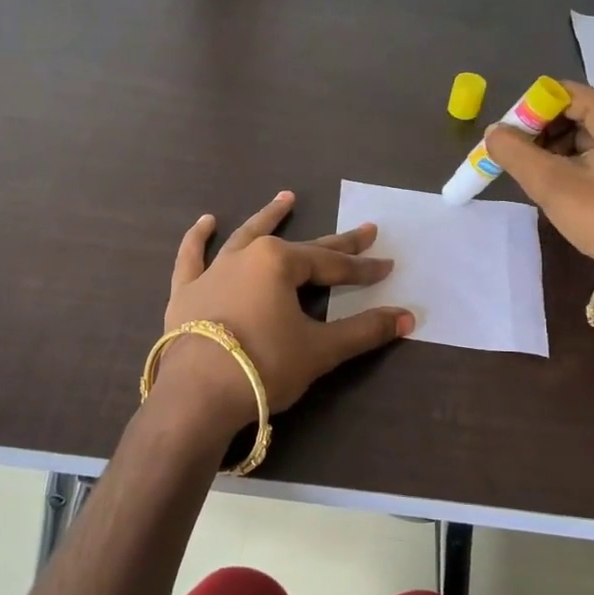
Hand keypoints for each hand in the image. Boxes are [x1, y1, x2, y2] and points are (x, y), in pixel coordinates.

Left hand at [153, 191, 413, 435]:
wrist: (197, 396)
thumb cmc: (264, 366)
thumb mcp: (320, 350)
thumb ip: (364, 331)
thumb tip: (408, 317)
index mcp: (279, 262)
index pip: (332, 265)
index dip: (362, 268)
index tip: (387, 266)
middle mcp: (246, 256)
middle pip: (299, 248)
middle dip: (335, 244)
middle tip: (364, 232)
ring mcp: (212, 272)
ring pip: (244, 237)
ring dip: (268, 217)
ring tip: (286, 198)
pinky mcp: (186, 293)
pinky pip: (191, 258)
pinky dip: (198, 239)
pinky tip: (206, 222)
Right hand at [485, 83, 593, 268]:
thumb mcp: (551, 183)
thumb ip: (515, 152)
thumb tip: (493, 132)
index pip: (562, 93)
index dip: (529, 111)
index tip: (508, 139)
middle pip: (573, 111)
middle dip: (539, 132)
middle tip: (516, 159)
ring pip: (583, 134)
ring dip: (553, 150)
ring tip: (534, 176)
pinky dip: (571, 162)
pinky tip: (557, 185)